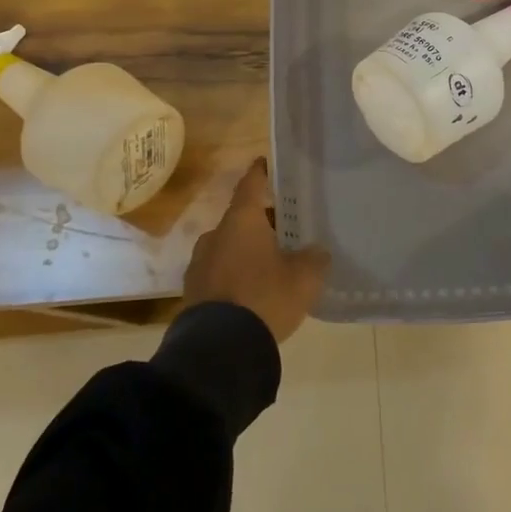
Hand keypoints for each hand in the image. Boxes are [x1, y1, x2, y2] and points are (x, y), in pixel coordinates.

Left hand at [182, 159, 327, 343]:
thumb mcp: (304, 278)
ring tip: (270, 265)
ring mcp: (200, 264)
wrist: (220, 349)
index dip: (260, 173)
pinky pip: (219, 274)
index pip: (251, 185)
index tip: (266, 162)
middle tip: (284, 230)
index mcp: (241, 221)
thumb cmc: (264, 298)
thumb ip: (314, 258)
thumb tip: (317, 251)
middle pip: (241, 219)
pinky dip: (234, 276)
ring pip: (228, 247)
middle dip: (261, 223)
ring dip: (246, 251)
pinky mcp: (193, 293)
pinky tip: (251, 292)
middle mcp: (215, 235)